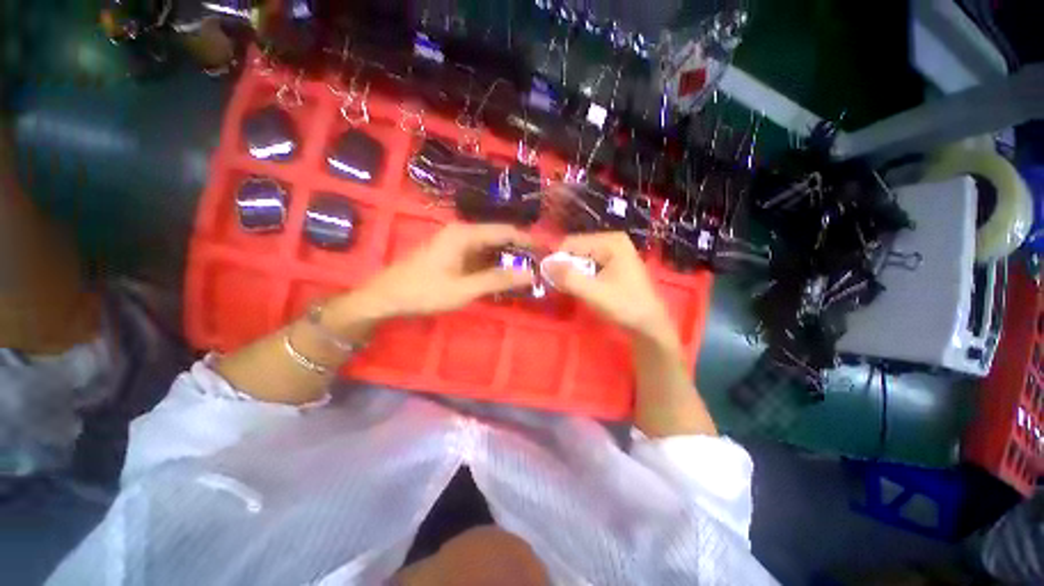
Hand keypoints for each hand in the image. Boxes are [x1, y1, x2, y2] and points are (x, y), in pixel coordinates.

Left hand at [336, 223, 534, 322]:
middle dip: (520, 251)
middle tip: (540, 267)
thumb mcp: (464, 288)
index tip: (548, 252)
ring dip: (507, 259)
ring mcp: (456, 243)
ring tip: (527, 273)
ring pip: (490, 248)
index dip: (529, 240)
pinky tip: (503, 277)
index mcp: (465, 234)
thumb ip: (498, 280)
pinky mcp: (452, 253)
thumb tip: (530, 274)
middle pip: (499, 237)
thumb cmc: (424, 292)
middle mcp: (463, 232)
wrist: (386, 297)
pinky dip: (493, 265)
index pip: (506, 231)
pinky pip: (480, 256)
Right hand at [542, 232, 674, 343]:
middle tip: (564, 287)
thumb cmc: (625, 307)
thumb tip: (544, 265)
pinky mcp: (614, 261)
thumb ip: (568, 278)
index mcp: (610, 241)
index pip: (571, 243)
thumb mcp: (593, 293)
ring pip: (580, 257)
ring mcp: (614, 250)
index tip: (552, 280)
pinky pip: (588, 263)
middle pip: (576, 248)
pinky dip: (581, 274)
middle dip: (566, 267)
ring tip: (574, 289)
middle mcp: (612, 240)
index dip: (557, 260)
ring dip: (572, 272)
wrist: (649, 325)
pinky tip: (584, 287)